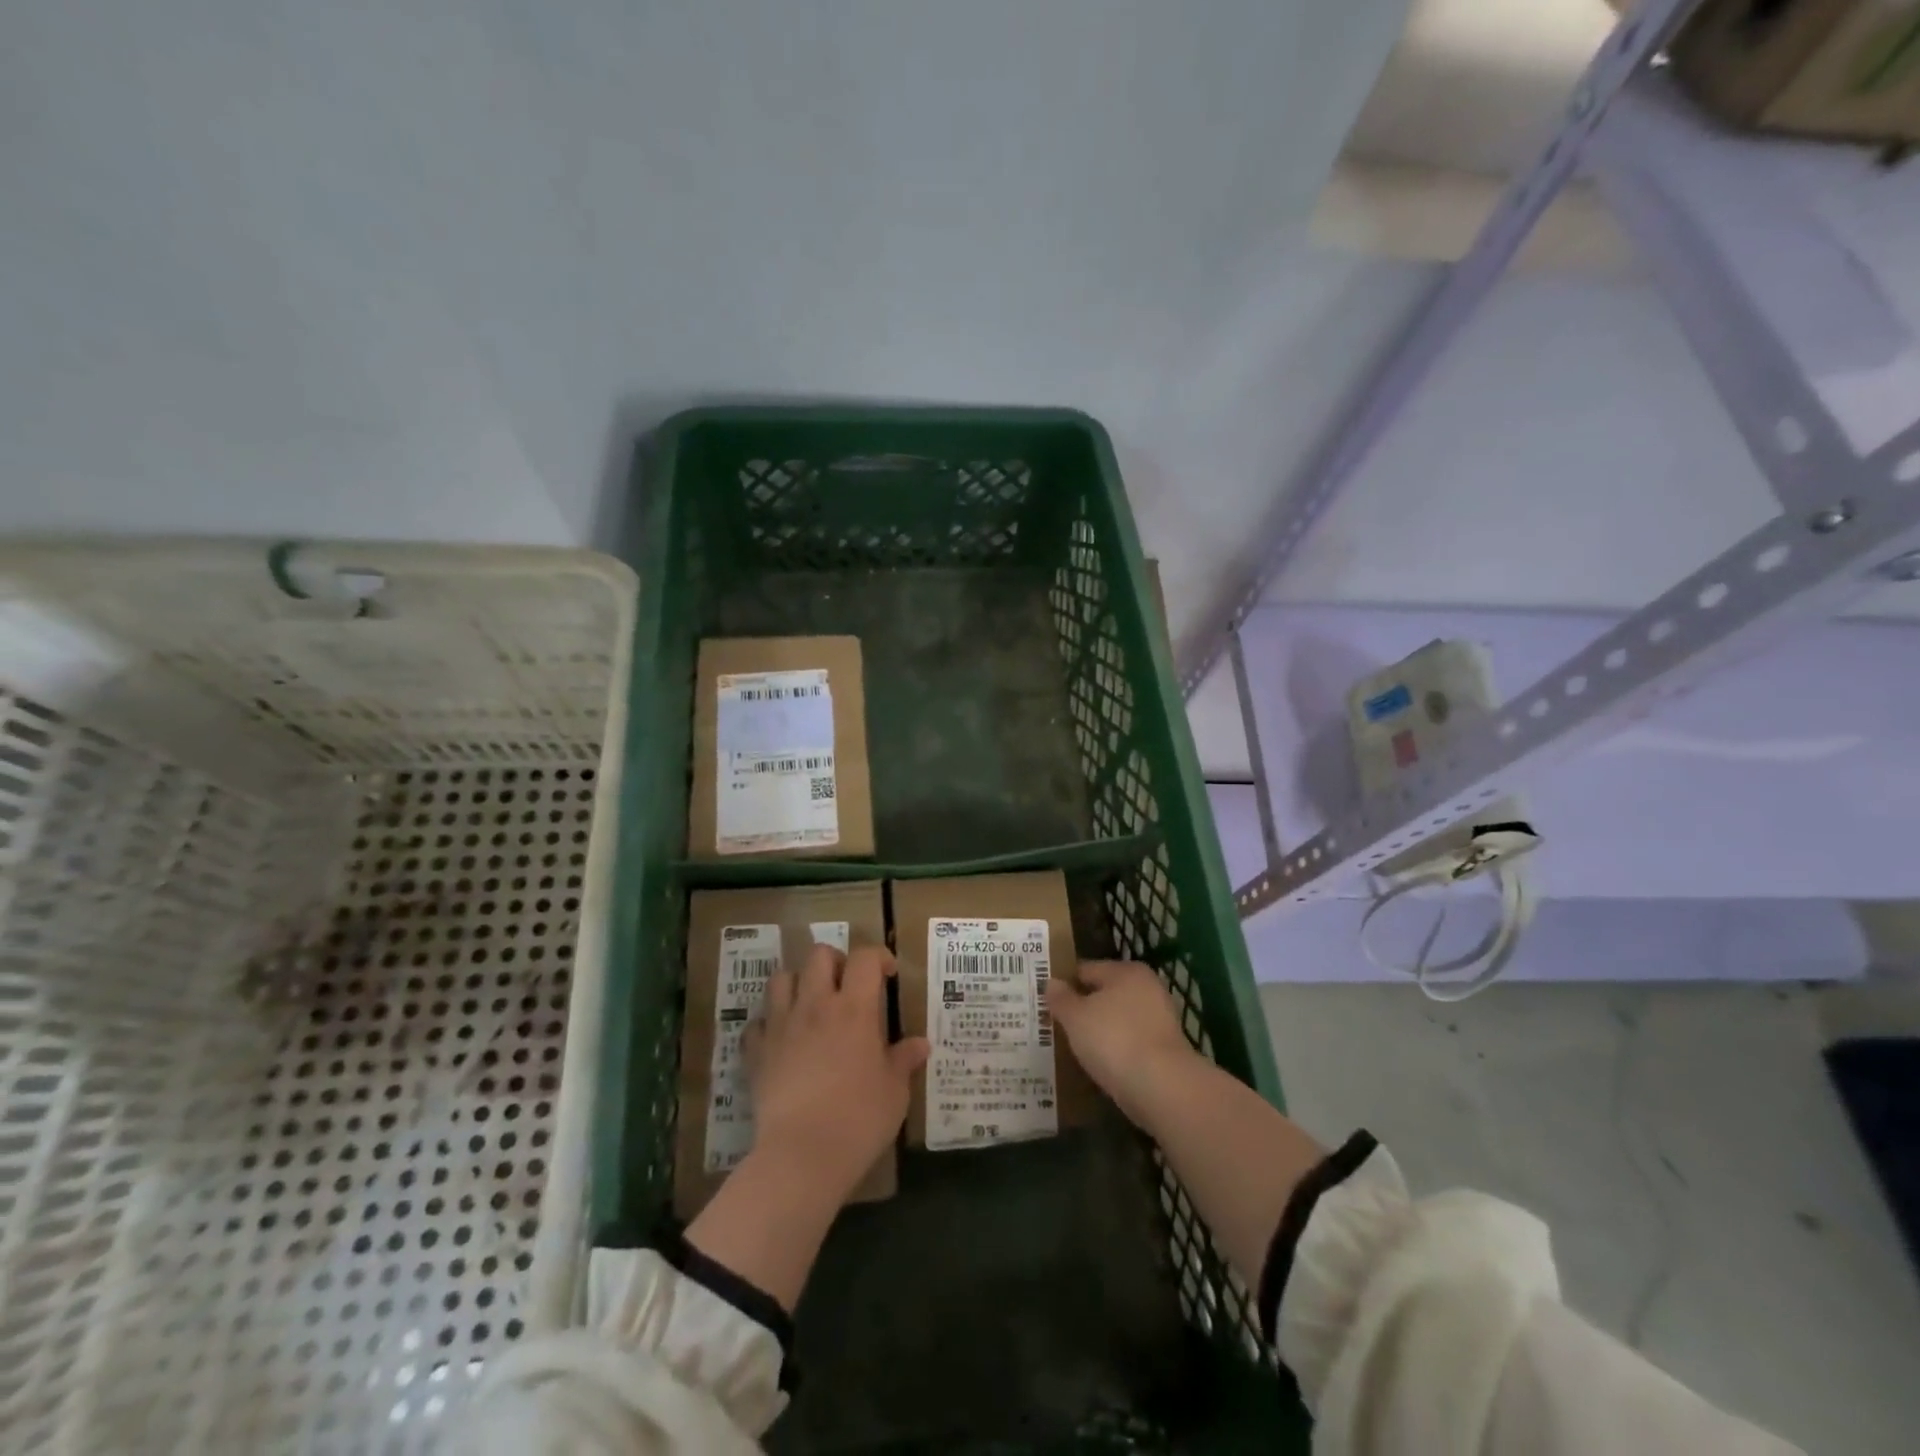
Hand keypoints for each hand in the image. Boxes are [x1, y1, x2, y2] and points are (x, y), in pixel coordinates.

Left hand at [744, 943, 929, 1203]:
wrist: (802, 1155)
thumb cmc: (859, 1119)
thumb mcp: (894, 1091)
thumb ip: (904, 1060)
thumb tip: (920, 1044)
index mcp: (854, 1008)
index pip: (865, 958)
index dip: (878, 957)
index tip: (888, 975)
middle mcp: (815, 1005)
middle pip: (819, 954)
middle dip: (836, 961)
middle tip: (847, 985)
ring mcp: (781, 1026)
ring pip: (782, 978)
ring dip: (798, 982)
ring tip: (811, 1004)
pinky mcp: (757, 1052)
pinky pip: (758, 1022)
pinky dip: (769, 1023)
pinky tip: (781, 1040)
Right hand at [1046, 960, 1200, 1124]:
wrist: (1162, 1087)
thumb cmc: (1114, 1039)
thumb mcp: (1075, 1017)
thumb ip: (1061, 998)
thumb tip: (1051, 982)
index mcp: (1127, 971)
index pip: (1086, 969)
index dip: (1064, 983)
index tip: (1045, 1000)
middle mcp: (1147, 988)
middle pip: (1105, 994)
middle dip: (1083, 1007)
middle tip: (1056, 1024)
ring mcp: (1160, 1019)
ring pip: (1118, 1019)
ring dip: (1099, 1030)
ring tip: (1073, 1047)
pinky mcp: (1165, 1050)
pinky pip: (1130, 1043)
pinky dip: (1115, 1050)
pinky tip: (1098, 1064)